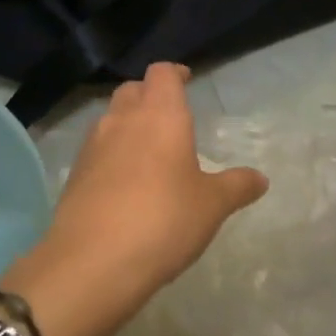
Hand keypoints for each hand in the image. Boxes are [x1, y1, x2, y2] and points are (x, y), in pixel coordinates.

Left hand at [3, 64, 266, 335]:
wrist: (93, 262)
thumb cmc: (164, 220)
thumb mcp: (212, 206)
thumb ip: (237, 186)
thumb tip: (260, 179)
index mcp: (160, 115)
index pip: (162, 73)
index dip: (175, 73)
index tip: (186, 80)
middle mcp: (122, 120)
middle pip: (132, 90)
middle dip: (150, 95)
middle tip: (169, 115)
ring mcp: (92, 147)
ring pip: (110, 119)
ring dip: (128, 124)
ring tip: (149, 150)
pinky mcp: (74, 176)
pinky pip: (96, 151)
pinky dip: (112, 155)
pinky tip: (125, 183)